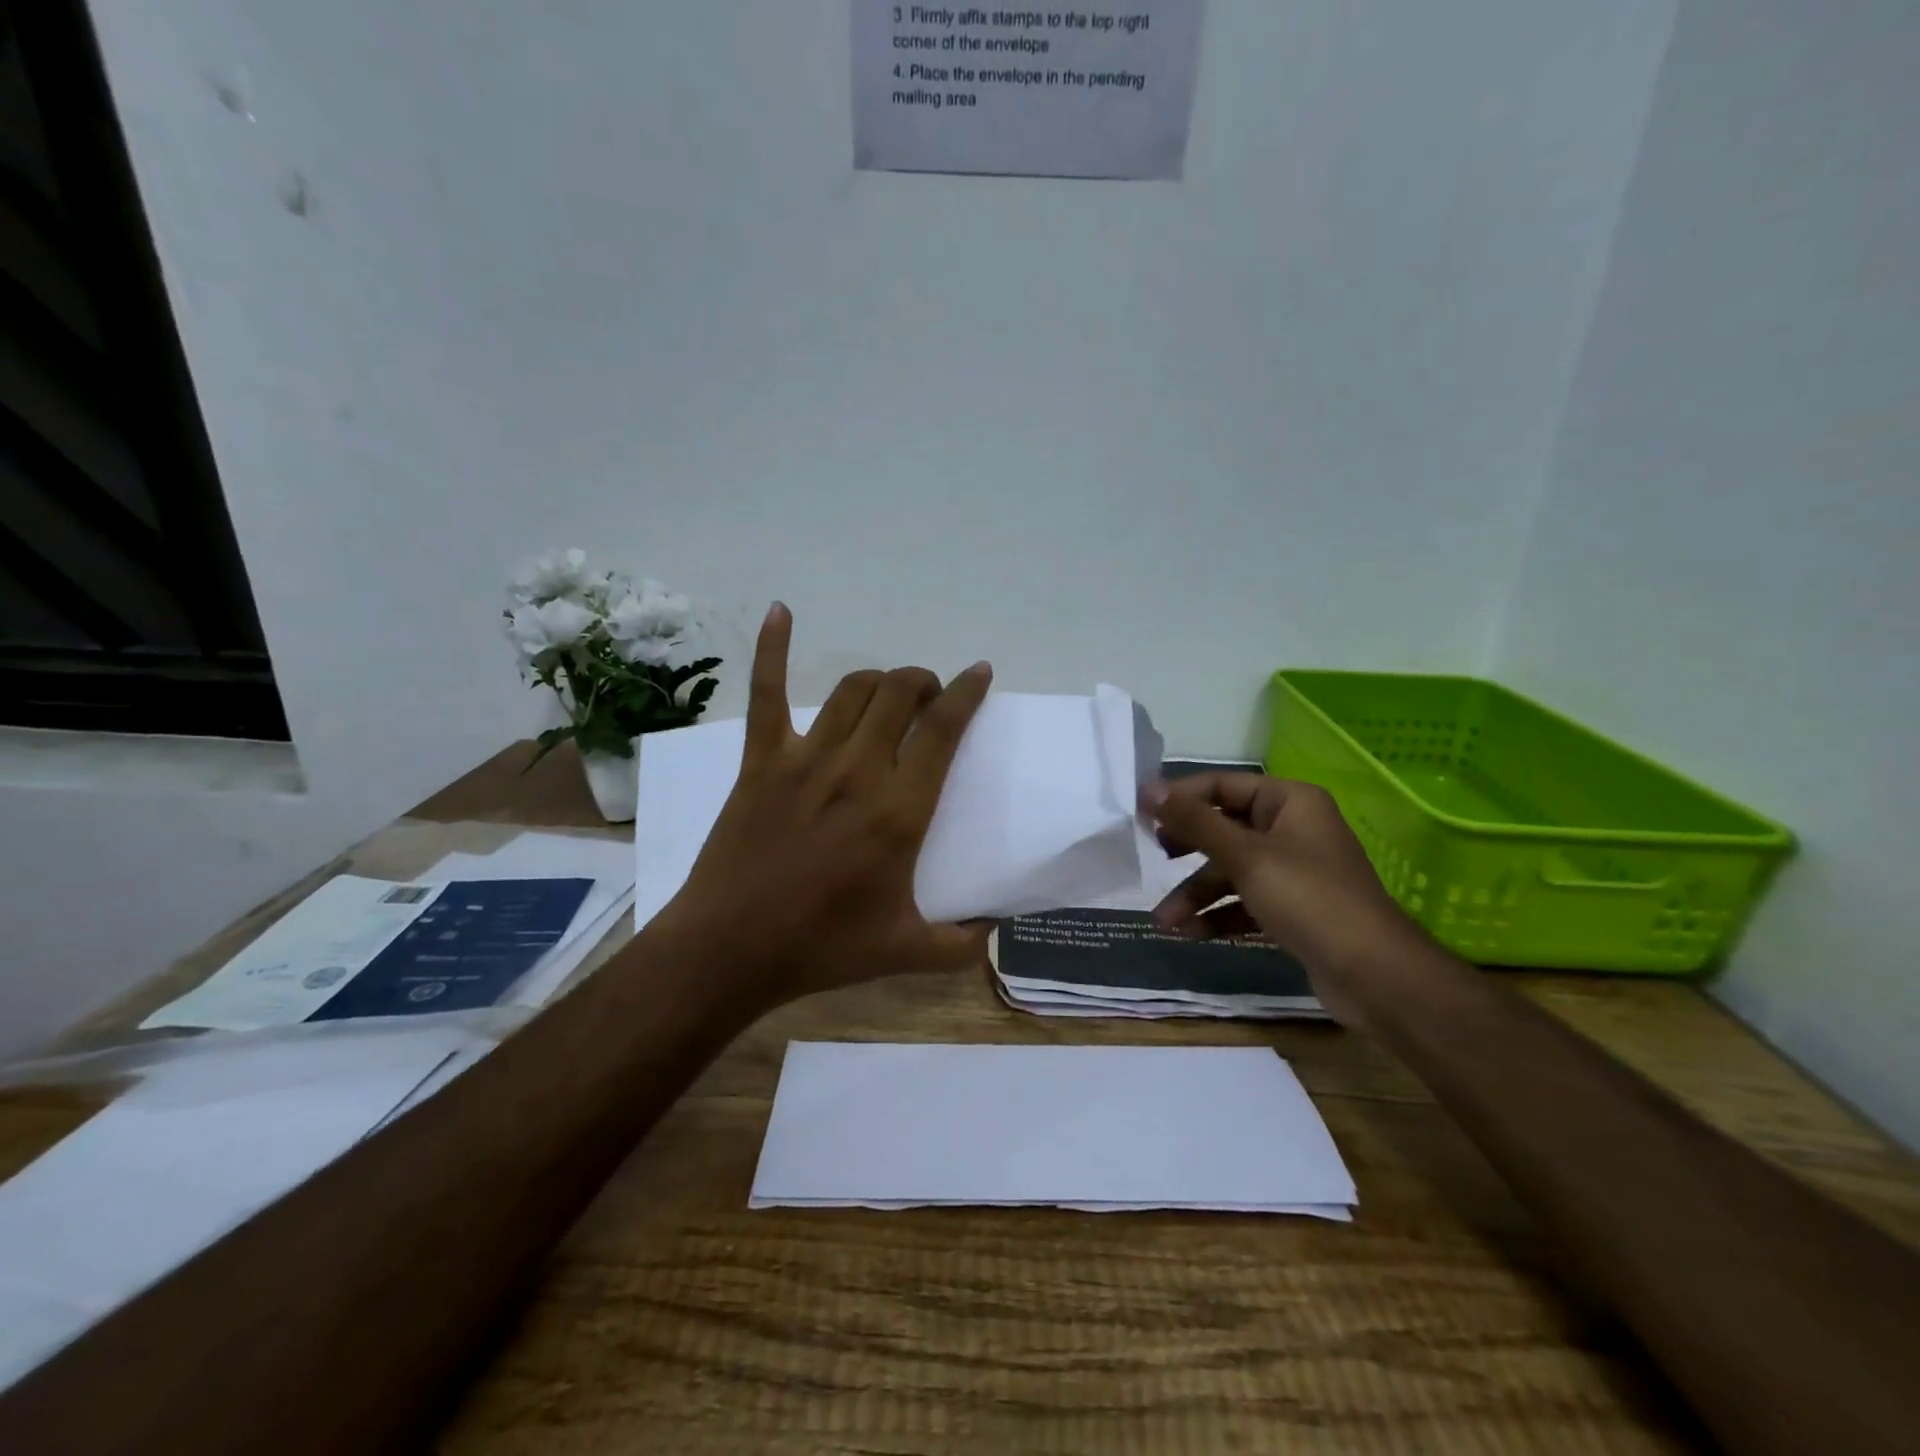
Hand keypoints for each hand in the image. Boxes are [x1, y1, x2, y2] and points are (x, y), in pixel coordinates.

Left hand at [658, 603, 994, 1011]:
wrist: (730, 948)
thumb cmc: (821, 947)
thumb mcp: (906, 952)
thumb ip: (963, 945)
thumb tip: (1000, 932)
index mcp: (899, 810)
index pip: (943, 730)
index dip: (967, 693)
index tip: (979, 673)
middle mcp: (858, 769)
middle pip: (900, 695)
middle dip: (924, 683)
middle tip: (930, 697)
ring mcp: (806, 758)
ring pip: (853, 690)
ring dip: (880, 679)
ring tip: (890, 690)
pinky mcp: (761, 759)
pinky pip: (767, 692)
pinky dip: (772, 648)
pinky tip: (780, 611)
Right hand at [1142, 773, 1427, 1027]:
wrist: (1376, 976)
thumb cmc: (1309, 900)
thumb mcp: (1245, 857)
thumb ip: (1195, 822)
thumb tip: (1149, 788)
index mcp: (1289, 802)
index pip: (1222, 786)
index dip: (1181, 799)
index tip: (1141, 815)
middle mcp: (1292, 829)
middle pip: (1224, 829)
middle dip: (1187, 851)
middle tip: (1154, 858)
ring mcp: (1293, 871)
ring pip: (1231, 871)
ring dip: (1196, 894)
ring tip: (1163, 921)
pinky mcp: (1292, 909)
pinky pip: (1244, 902)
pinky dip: (1218, 915)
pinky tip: (1190, 934)